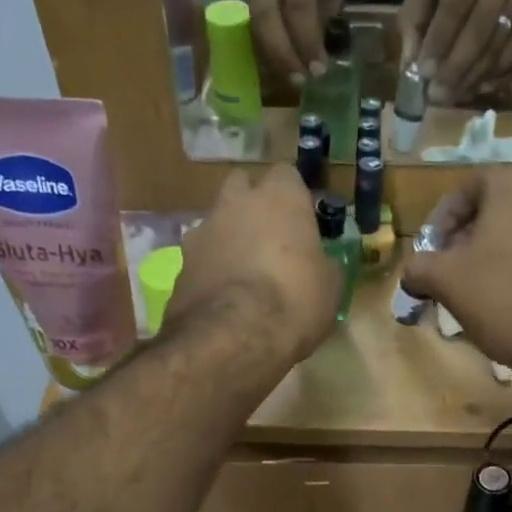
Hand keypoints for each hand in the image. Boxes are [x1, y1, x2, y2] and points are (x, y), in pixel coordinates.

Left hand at [162, 165, 341, 368]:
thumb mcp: (330, 287)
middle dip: (253, 204)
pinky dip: (211, 267)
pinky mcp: (181, 262)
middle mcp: (236, 202)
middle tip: (270, 238)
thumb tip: (322, 263)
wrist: (232, 336)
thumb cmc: (294, 301)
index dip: (294, 197)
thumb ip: (324, 263)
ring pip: (217, 220)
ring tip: (243, 271)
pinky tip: (223, 294)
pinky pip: (201, 255)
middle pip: (243, 186)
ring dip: (229, 236)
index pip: (286, 175)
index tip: (302, 220)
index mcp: (280, 197)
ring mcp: (203, 229)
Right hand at [244, 0, 351, 85]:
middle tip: (300, 79)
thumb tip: (315, 46)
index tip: (318, 68)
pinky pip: (249, 19)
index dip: (307, 40)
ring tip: (289, 76)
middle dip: (283, 53)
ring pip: (254, 19)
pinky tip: (277, 61)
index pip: (299, 2)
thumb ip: (329, 1)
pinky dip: (262, 44)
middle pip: (266, 13)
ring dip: (270, 53)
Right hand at [399, 169, 511, 364]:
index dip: (442, 219)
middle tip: (455, 266)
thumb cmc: (501, 296)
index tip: (432, 250)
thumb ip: (419, 268)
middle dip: (472, 234)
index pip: (468, 188)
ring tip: (487, 281)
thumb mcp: (445, 281)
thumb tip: (412, 272)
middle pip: (500, 205)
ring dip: (503, 246)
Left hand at [400, 0, 511, 105]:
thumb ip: (414, 21)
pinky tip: (482, 86)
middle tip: (440, 94)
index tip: (426, 72)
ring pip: (506, 39)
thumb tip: (411, 68)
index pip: (457, 1)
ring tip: (455, 95)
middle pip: (484, 24)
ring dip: (478, 73)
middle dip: (459, 64)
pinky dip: (503, 72)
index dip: (441, 40)